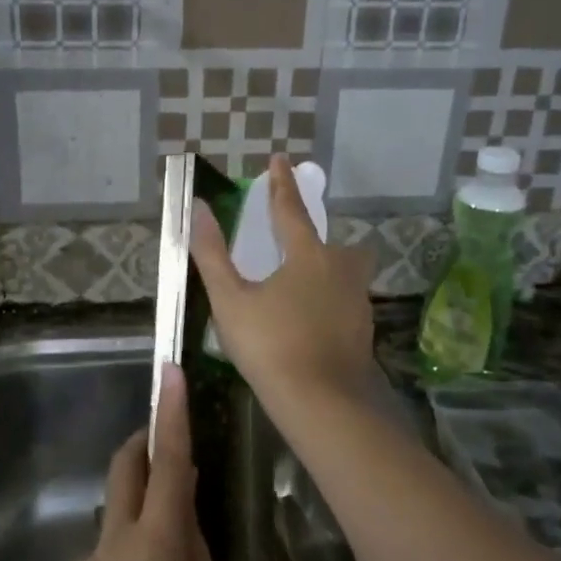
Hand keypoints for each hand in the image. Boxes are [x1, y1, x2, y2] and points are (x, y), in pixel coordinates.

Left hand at [62, 364, 226, 560]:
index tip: (169, 371)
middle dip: (141, 447)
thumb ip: (190, 540)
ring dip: (134, 524)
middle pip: (123, 470)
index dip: (170, 412)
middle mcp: (113, 541)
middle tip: (162, 450)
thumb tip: (178, 502)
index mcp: (158, 539)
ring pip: (113, 521)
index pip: (168, 460)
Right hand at [190, 155, 375, 416]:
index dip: (281, 183)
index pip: (290, 209)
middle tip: (291, 244)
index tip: (279, 158)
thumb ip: (212, 254)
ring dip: (326, 268)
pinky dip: (330, 299)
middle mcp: (340, 269)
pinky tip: (313, 319)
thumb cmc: (270, 345)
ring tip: (299, 285)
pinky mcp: (363, 328)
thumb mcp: (230, 300)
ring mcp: (357, 300)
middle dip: (312, 236)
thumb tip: (196, 207)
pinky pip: (346, 299)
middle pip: (329, 241)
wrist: (321, 402)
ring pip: (345, 271)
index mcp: (307, 255)